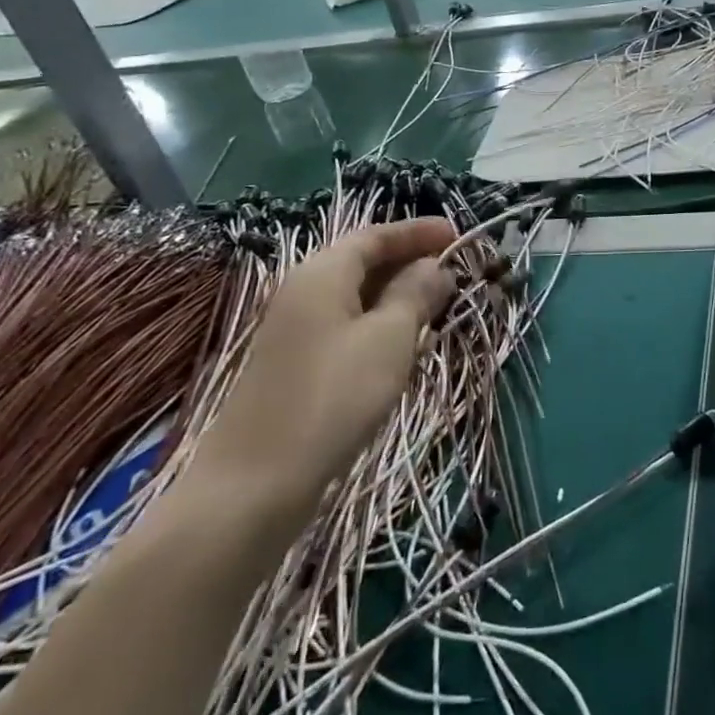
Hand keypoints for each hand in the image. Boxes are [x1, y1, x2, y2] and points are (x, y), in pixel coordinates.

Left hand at [187, 219, 455, 537]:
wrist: (256, 483)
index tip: (459, 234)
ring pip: (357, 297)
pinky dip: (381, 324)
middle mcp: (304, 292)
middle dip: (411, 262)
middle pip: (364, 262)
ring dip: (399, 295)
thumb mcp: (388, 338)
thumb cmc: (332, 397)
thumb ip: (415, 294)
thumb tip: (436, 267)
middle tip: (457, 272)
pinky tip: (406, 345)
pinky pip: (348, 326)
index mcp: (322, 273)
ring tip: (441, 305)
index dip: (418, 231)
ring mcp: (297, 331)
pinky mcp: (298, 365)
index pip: (375, 235)